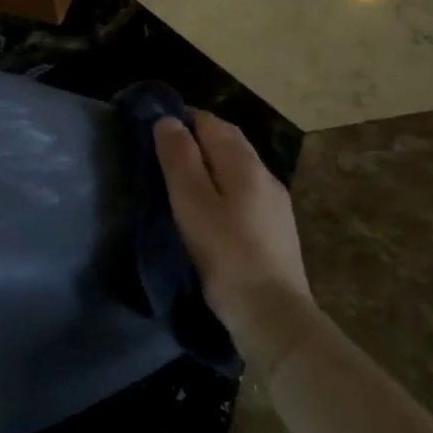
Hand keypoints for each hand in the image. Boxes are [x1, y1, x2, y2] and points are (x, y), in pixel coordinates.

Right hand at [154, 111, 316, 374]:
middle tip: (163, 154)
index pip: (212, 122)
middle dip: (197, 138)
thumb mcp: (191, 202)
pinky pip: (246, 192)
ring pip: (238, 168)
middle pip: (229, 142)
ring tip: (181, 182)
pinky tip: (210, 209)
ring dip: (210, 164)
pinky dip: (223, 187)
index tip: (154, 131)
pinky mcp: (277, 229)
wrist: (271, 313)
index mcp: (244, 164)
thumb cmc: (224, 254)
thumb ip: (179, 158)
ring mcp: (276, 204)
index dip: (183, 120)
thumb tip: (168, 120)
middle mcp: (265, 176)